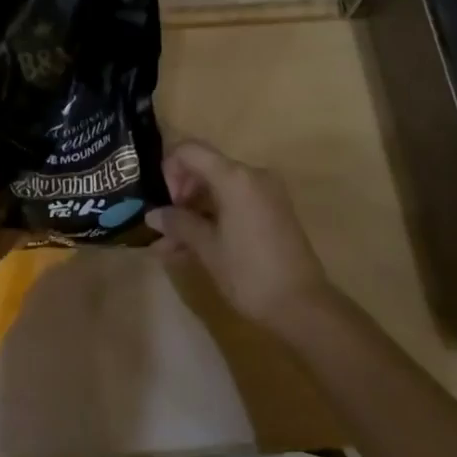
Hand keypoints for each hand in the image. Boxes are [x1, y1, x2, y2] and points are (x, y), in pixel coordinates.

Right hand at [148, 141, 335, 333]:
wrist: (303, 306)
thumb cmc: (250, 273)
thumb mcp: (207, 248)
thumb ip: (178, 224)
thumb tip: (152, 215)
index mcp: (235, 177)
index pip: (190, 150)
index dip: (169, 168)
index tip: (163, 201)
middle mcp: (252, 175)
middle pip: (205, 167)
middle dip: (180, 193)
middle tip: (166, 226)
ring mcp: (266, 192)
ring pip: (219, 188)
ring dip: (194, 210)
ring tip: (172, 245)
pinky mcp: (273, 211)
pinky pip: (235, 201)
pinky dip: (214, 216)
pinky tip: (194, 246)